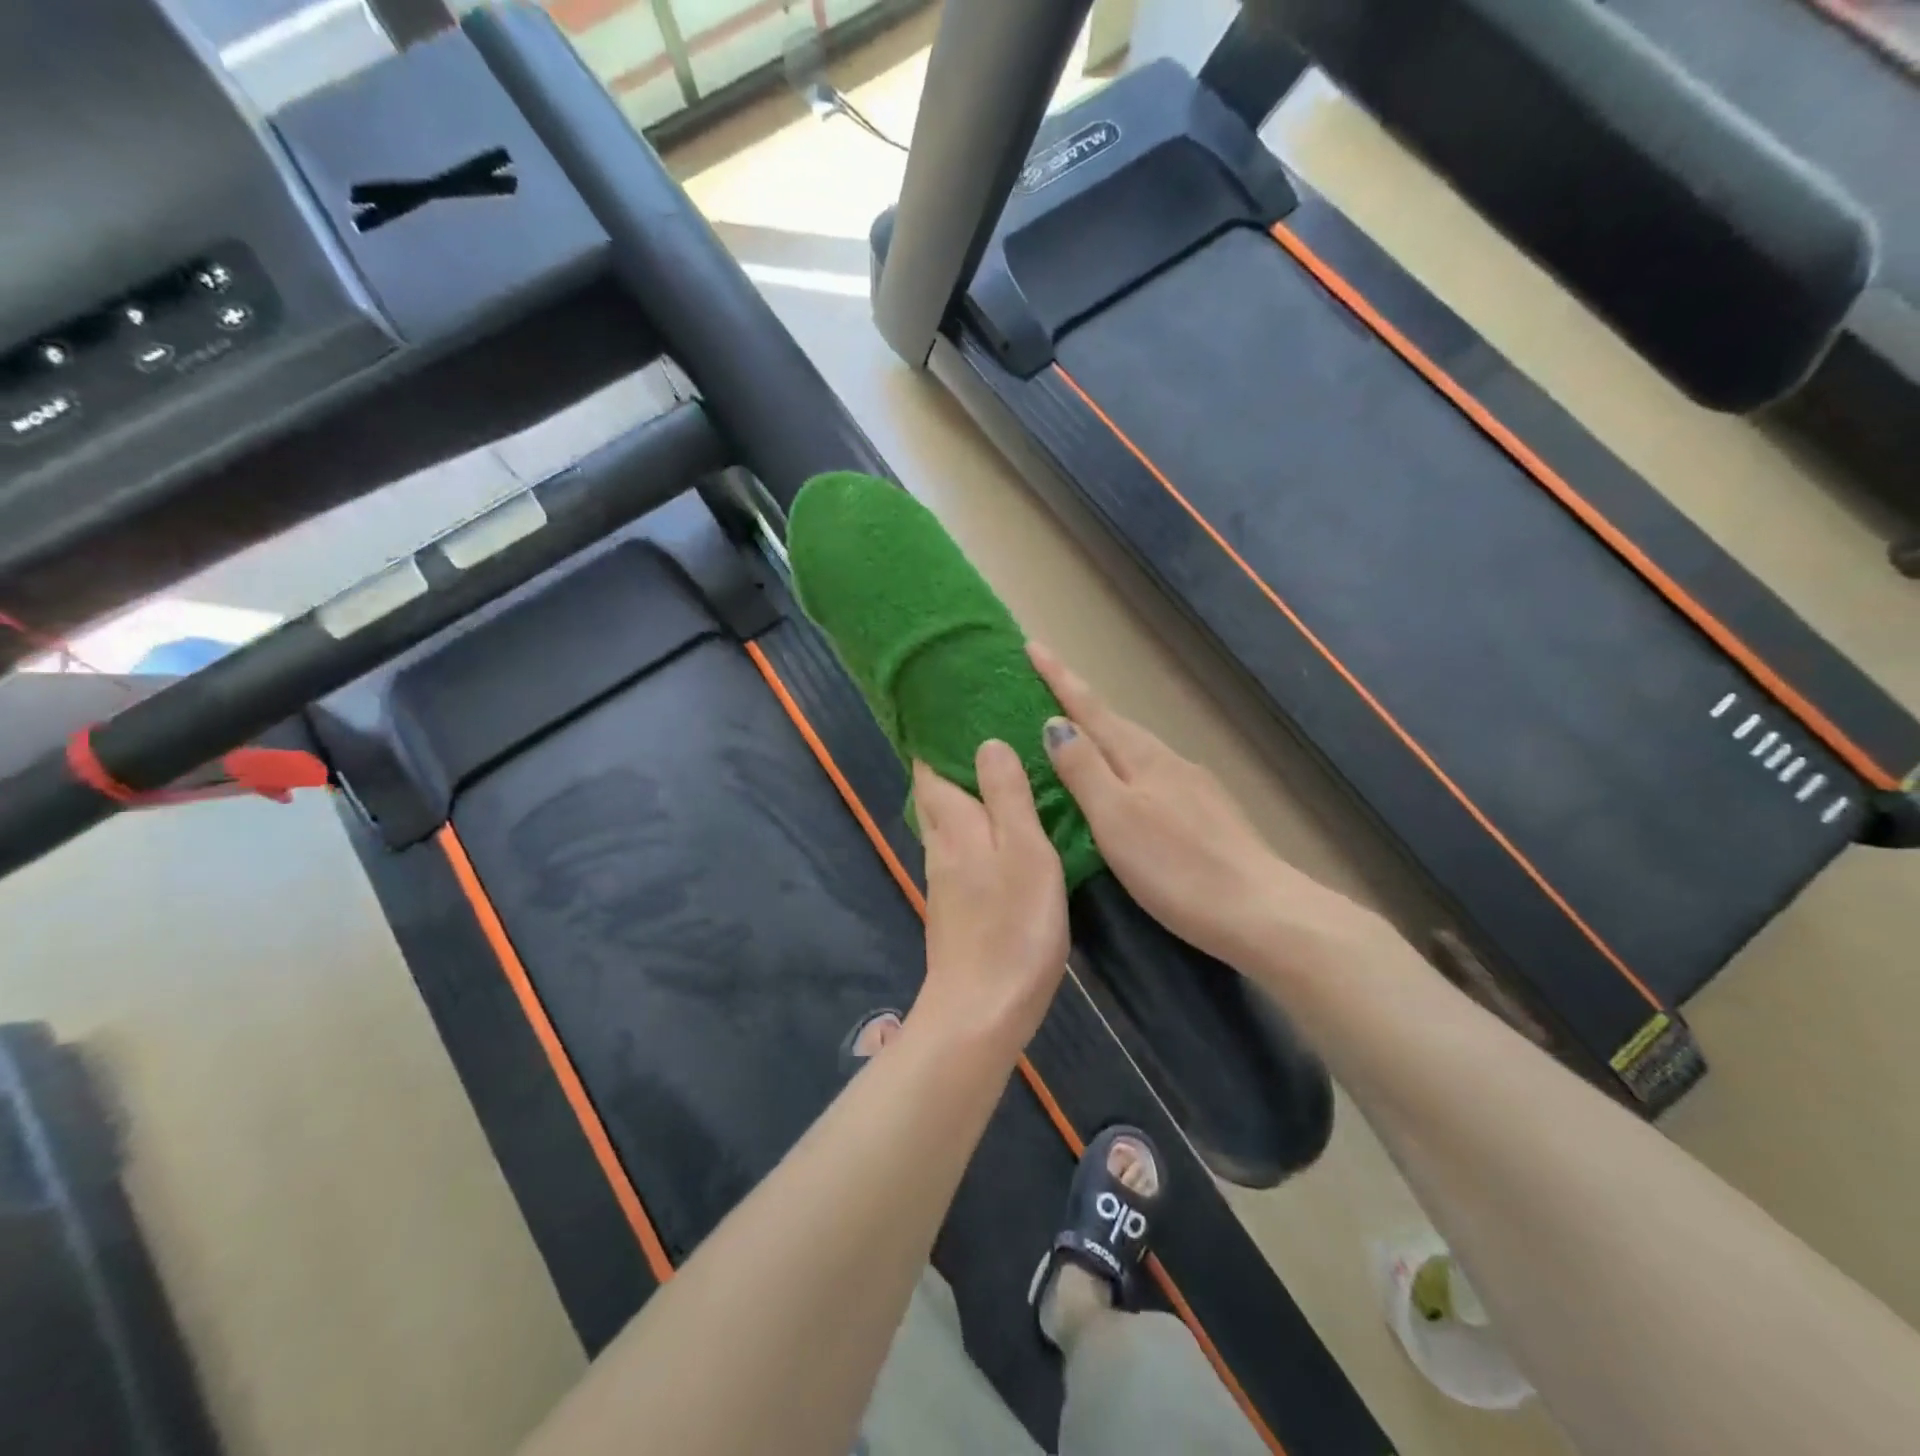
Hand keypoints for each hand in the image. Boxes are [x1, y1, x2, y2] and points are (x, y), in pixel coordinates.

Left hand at [911, 742, 1070, 1058]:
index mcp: (954, 826)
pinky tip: (993, 833)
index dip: (934, 741)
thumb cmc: (1012, 925)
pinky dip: (971, 829)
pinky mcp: (955, 907)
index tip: (949, 711)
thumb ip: (1006, 796)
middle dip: (947, 766)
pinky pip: (959, 851)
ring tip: (989, 774)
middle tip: (975, 735)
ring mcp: (944, 880)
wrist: (982, 1009)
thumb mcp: (1024, 851)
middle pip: (934, 796)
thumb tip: (987, 742)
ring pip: (945, 824)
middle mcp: (941, 846)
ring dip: (959, 796)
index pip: (931, 770)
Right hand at [1028, 641, 1380, 974]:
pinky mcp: (1206, 813)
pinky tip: (1123, 787)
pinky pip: (1150, 774)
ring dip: (1101, 736)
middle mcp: (1167, 761)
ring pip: (1134, 750)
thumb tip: (1055, 723)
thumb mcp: (1116, 818)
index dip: (1059, 678)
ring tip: (1074, 737)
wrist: (1259, 910)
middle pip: (1114, 723)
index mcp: (1142, 757)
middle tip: (1044, 688)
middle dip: (1079, 703)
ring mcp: (1192, 786)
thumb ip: (1084, 769)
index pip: (1090, 709)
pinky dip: (1124, 767)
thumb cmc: (1177, 867)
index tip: (1033, 646)